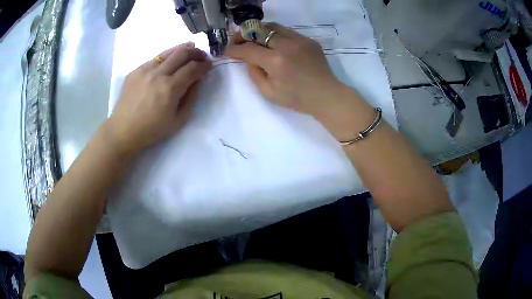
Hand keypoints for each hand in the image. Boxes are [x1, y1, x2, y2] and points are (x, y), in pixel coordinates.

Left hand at [105, 42, 210, 154]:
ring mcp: (145, 70)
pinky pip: (154, 59)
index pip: (193, 68)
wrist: (123, 130)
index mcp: (170, 88)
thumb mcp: (178, 120)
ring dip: (182, 49)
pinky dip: (165, 57)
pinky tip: (168, 61)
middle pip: (182, 53)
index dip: (204, 65)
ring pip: (168, 52)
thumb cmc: (151, 130)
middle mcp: (158, 74)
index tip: (209, 65)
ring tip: (189, 48)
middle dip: (196, 52)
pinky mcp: (135, 71)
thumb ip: (190, 98)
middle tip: (202, 55)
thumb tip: (197, 81)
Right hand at [225, 23, 371, 139]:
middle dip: (243, 34)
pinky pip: (286, 31)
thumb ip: (254, 73)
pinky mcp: (308, 39)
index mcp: (276, 61)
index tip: (227, 50)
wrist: (326, 95)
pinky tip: (273, 42)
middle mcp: (286, 45)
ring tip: (253, 37)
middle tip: (237, 40)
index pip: (248, 49)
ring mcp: (299, 40)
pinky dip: (275, 34)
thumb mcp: (269, 92)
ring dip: (259, 30)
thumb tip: (249, 59)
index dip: (234, 49)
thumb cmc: (297, 99)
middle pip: (259, 30)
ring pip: (272, 26)